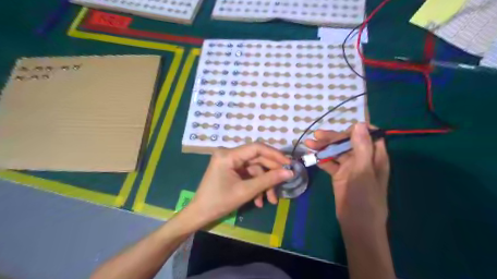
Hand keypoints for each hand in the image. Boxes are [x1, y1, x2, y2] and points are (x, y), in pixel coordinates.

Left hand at [189, 142, 291, 227]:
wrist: (200, 214)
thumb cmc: (219, 202)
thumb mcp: (246, 191)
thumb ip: (268, 180)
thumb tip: (289, 172)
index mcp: (229, 155)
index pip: (257, 148)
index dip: (275, 155)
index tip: (289, 163)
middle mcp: (229, 154)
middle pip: (257, 159)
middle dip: (270, 174)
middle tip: (284, 184)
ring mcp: (230, 163)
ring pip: (254, 169)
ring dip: (264, 184)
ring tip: (271, 200)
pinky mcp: (231, 171)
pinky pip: (248, 175)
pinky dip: (255, 186)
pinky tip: (259, 201)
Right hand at [305, 123, 389, 229]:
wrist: (356, 224)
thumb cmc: (364, 198)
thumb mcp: (363, 171)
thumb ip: (362, 148)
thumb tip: (359, 123)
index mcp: (375, 156)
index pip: (367, 135)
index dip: (355, 130)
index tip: (340, 131)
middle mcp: (363, 159)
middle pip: (348, 142)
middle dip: (332, 138)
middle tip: (316, 136)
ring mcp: (350, 167)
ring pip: (337, 152)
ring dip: (324, 147)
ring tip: (309, 144)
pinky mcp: (340, 175)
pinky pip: (330, 163)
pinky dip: (321, 159)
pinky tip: (312, 156)